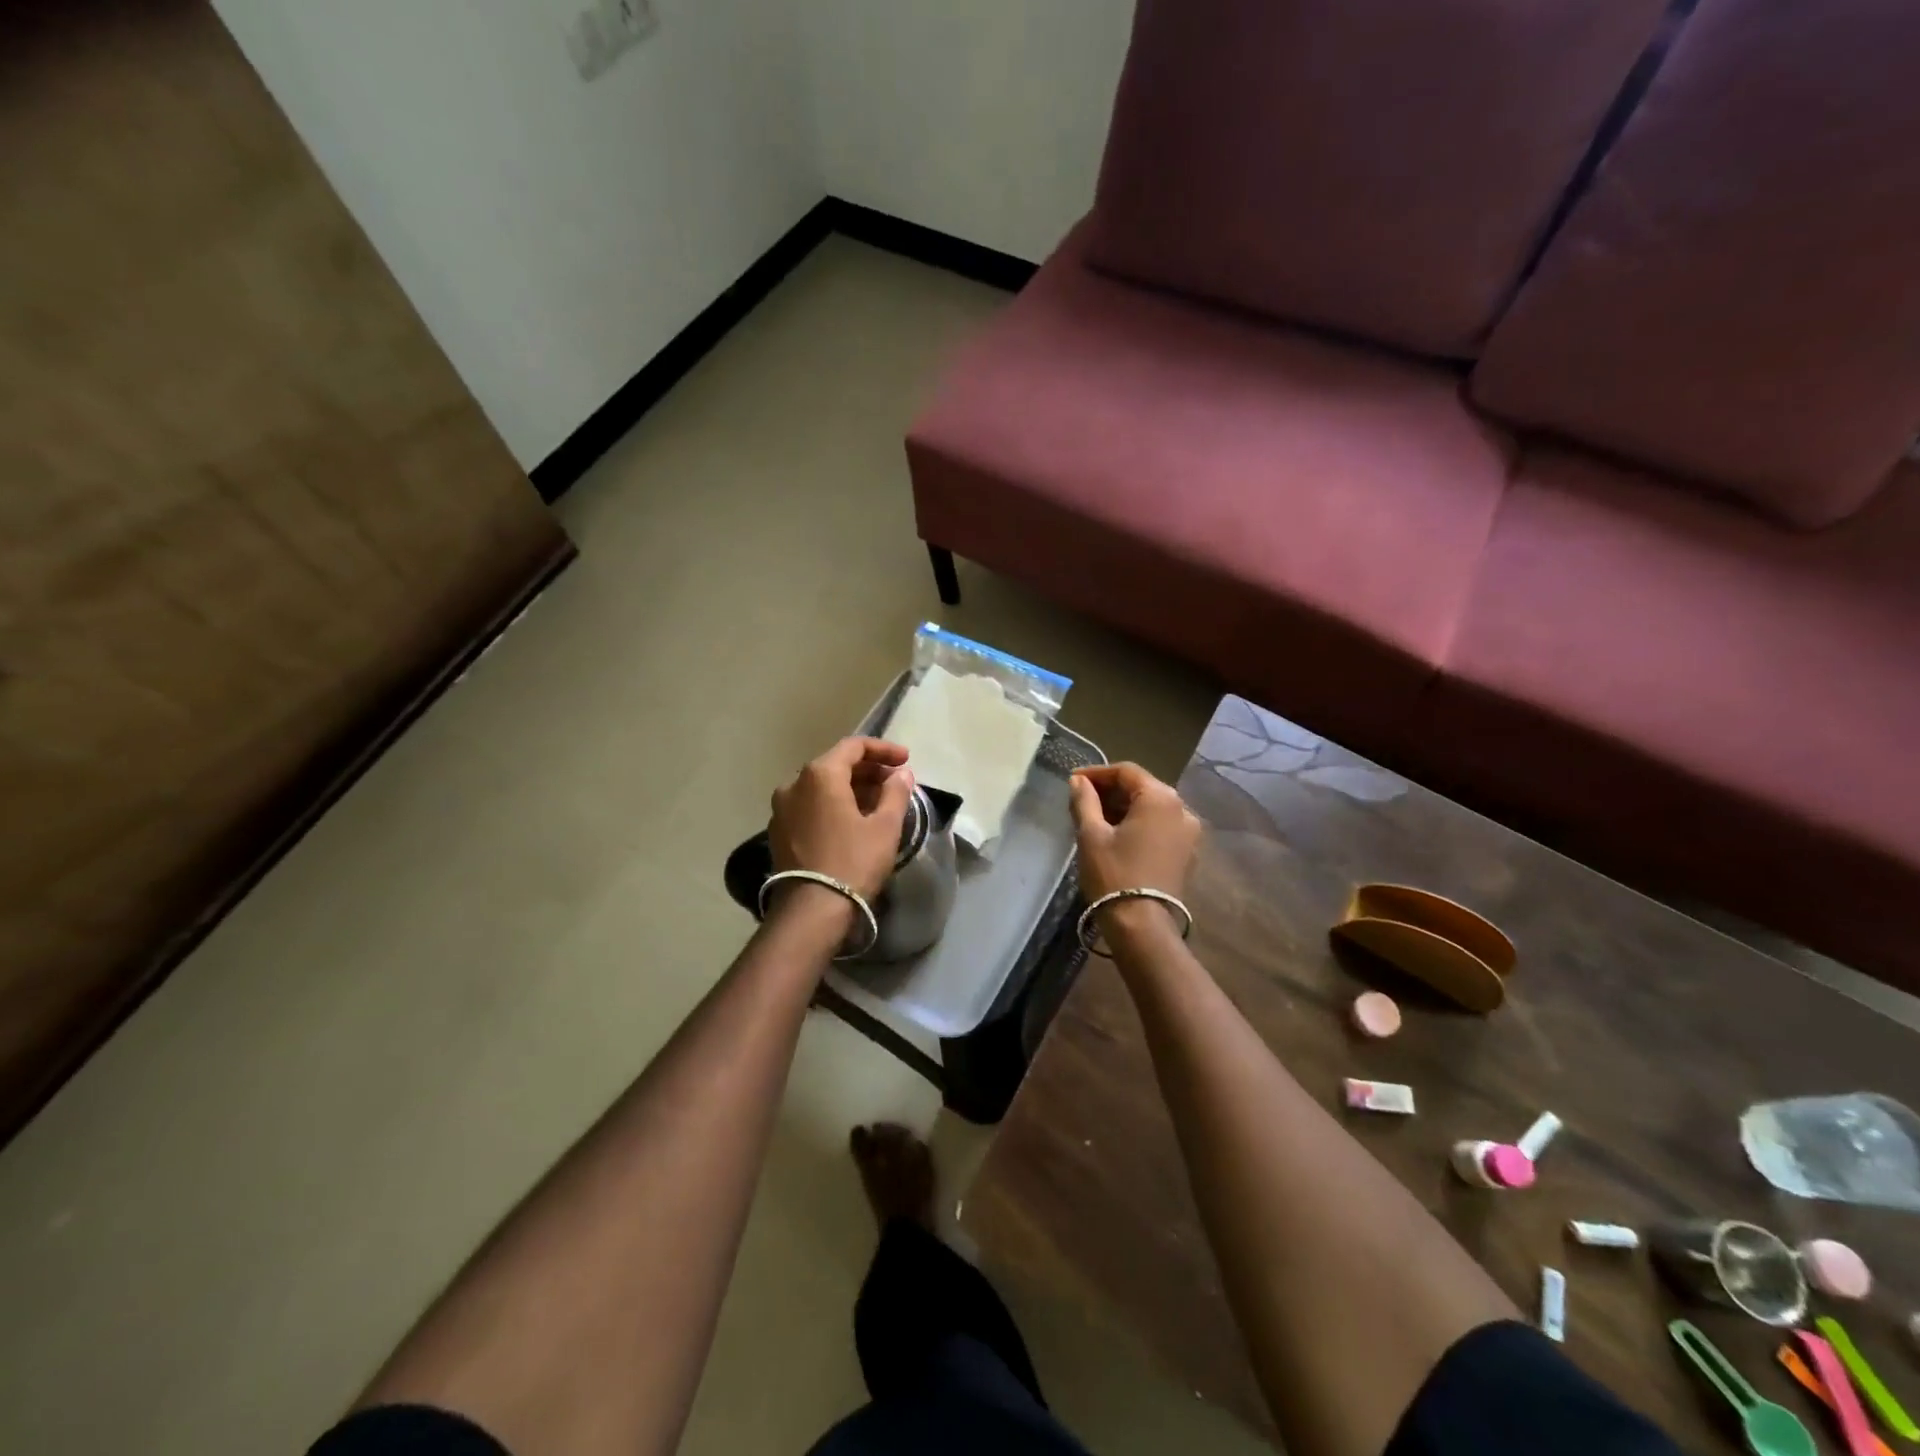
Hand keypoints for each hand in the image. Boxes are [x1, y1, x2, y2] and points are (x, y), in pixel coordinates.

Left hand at [770, 738, 915, 901]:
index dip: (883, 750)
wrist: (811, 911)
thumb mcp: (885, 827)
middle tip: (895, 783)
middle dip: (868, 770)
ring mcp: (781, 808)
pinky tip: (853, 821)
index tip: (906, 761)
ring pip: (821, 787)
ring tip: (878, 803)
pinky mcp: (779, 831)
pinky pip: (810, 806)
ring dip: (851, 788)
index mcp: (820, 775)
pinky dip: (833, 805)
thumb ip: (895, 793)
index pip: (854, 746)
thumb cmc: (853, 863)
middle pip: (835, 764)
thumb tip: (902, 774)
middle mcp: (794, 784)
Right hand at [1068, 763, 1201, 905]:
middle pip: (1142, 787)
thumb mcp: (1091, 834)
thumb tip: (1078, 781)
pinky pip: (1160, 826)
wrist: (1142, 925)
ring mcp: (1189, 833)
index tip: (1073, 781)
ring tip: (1095, 818)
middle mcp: (1182, 809)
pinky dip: (1138, 824)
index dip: (1097, 773)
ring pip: (1152, 808)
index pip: (1126, 771)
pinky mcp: (1188, 853)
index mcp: (1160, 797)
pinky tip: (1116, 835)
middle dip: (1111, 790)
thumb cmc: (1114, 874)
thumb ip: (1084, 801)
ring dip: (1124, 808)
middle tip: (1081, 799)